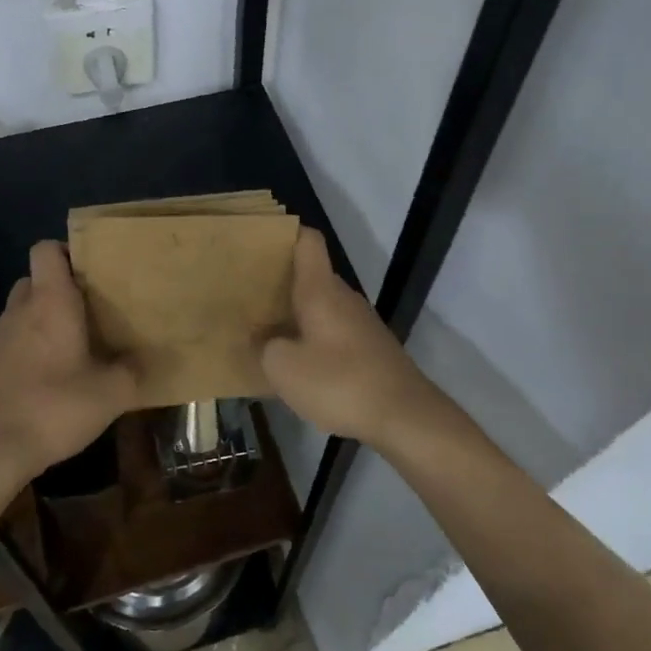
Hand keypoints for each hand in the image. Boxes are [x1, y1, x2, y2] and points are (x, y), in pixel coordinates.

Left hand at [0, 241, 136, 482]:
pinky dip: (28, 352)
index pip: (45, 249)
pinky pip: (11, 344)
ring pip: (21, 313)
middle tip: (88, 312)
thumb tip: (142, 361)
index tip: (90, 271)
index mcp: (50, 301)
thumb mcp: (112, 392)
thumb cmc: (55, 405)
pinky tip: (48, 381)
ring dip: (42, 322)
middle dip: (58, 290)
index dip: (65, 251)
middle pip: (34, 280)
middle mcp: (20, 310)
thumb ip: (132, 370)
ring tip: (72, 348)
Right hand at [261, 228, 459, 449]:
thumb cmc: (339, 382)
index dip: (284, 234)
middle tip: (245, 294)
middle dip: (278, 281)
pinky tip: (296, 363)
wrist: (405, 416)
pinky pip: (332, 331)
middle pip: (310, 274)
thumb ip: (264, 346)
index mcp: (321, 289)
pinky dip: (312, 337)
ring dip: (294, 314)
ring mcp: (360, 322)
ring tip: (263, 330)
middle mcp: (343, 297)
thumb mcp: (284, 368)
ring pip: (321, 305)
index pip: (307, 241)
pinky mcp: (370, 348)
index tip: (257, 242)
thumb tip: (259, 336)